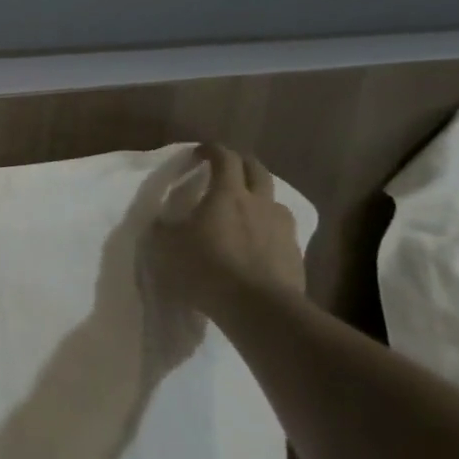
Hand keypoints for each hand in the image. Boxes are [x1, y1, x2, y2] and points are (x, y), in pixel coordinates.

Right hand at [147, 143, 305, 317]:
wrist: (259, 309)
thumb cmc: (207, 268)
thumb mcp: (167, 246)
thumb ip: (164, 228)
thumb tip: (162, 221)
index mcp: (227, 194)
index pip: (224, 157)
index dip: (211, 150)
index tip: (198, 153)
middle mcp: (259, 203)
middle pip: (257, 170)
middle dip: (241, 164)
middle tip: (225, 171)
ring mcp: (282, 228)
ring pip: (274, 200)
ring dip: (260, 198)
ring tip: (245, 210)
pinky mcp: (295, 253)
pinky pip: (282, 231)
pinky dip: (269, 229)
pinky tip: (258, 244)